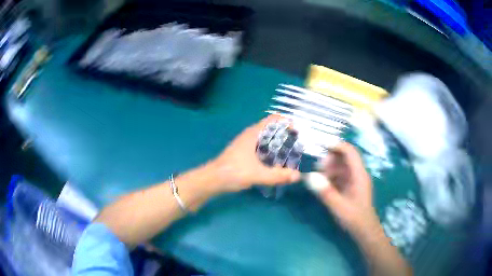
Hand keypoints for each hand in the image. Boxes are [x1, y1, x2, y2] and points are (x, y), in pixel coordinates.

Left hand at [210, 115, 300, 192]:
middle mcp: (249, 135)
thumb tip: (297, 176)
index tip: (296, 131)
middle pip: (270, 128)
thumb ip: (278, 175)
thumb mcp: (258, 174)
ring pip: (265, 138)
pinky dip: (270, 150)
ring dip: (277, 142)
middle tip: (296, 144)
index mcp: (253, 133)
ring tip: (289, 153)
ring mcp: (245, 143)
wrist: (213, 179)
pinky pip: (260, 146)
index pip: (272, 119)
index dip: (285, 122)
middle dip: (284, 133)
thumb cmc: (234, 172)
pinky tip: (274, 161)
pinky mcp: (242, 152)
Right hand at [318, 142, 377, 233]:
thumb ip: (325, 191)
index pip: (349, 151)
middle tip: (317, 168)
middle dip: (330, 159)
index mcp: (359, 174)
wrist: (364, 231)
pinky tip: (324, 185)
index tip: (320, 146)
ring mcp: (355, 180)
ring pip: (342, 166)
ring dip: (330, 168)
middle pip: (345, 157)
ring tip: (319, 178)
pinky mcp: (352, 186)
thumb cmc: (354, 218)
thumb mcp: (338, 206)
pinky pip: (341, 175)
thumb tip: (309, 176)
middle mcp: (358, 173)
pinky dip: (332, 177)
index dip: (336, 145)